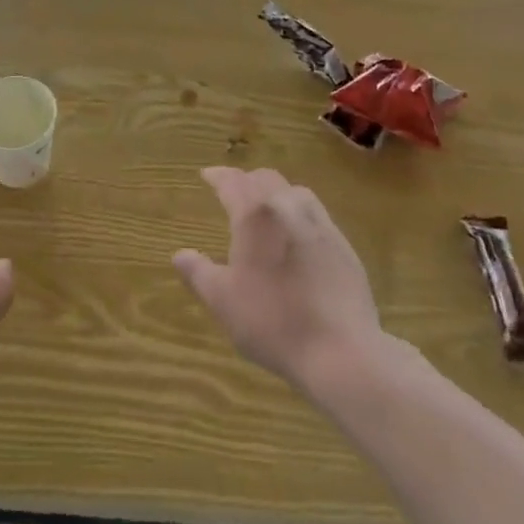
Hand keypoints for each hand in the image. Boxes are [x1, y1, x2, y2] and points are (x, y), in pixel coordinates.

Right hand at [172, 167, 386, 396]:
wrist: (340, 348)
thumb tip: (179, 254)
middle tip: (233, 191)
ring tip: (266, 208)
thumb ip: (199, 273)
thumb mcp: (223, 301)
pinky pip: (316, 214)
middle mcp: (288, 207)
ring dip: (275, 192)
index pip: (233, 182)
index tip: (207, 175)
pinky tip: (297, 235)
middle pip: (265, 178)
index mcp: (255, 215)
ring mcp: (321, 224)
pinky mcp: (343, 244)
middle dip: (246, 180)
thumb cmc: (273, 322)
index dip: (218, 176)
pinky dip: (298, 212)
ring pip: (295, 191)